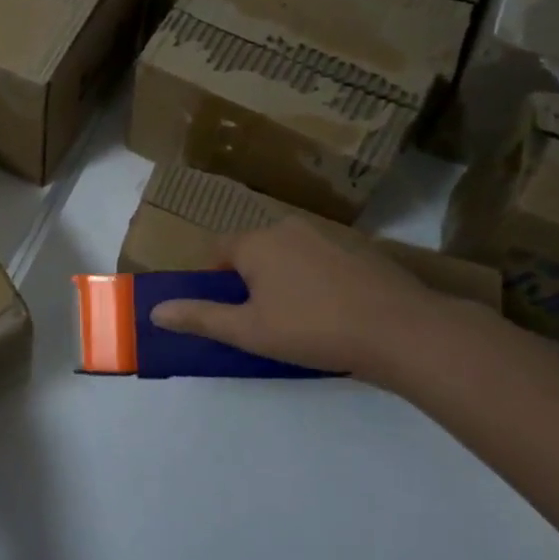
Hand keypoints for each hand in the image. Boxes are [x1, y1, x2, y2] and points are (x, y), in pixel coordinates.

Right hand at [149, 219, 441, 379]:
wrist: (403, 331)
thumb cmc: (313, 329)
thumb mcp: (249, 331)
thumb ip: (200, 318)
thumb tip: (155, 311)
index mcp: (256, 242)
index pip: (217, 251)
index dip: (212, 281)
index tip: (224, 311)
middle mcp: (288, 228)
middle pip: (253, 251)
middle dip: (248, 281)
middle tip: (260, 321)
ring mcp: (328, 236)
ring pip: (288, 256)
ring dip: (283, 280)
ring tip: (298, 321)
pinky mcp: (360, 250)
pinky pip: (320, 262)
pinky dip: (316, 281)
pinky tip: (333, 313)